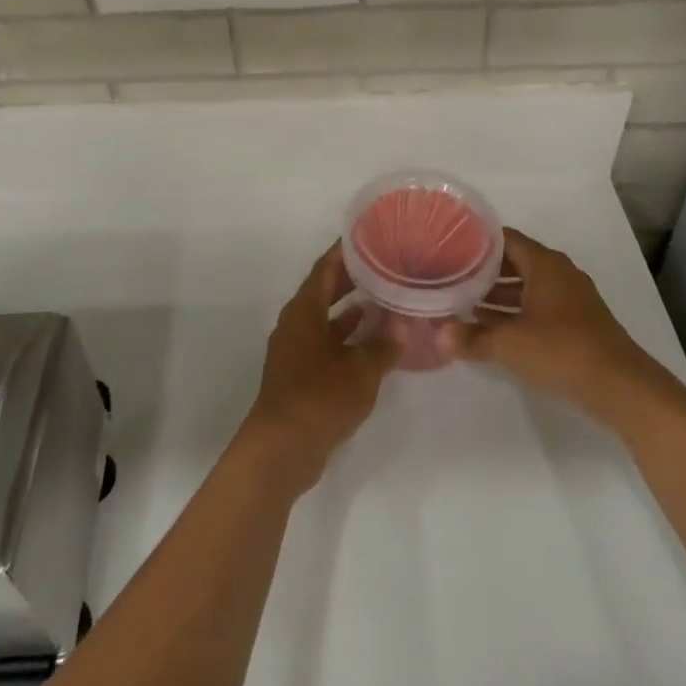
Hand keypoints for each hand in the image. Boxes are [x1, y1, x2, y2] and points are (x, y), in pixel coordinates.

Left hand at [241, 243, 396, 492]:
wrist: (282, 449)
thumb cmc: (320, 398)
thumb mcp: (361, 370)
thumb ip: (383, 345)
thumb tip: (403, 324)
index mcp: (304, 310)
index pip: (325, 267)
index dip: (345, 251)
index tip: (369, 236)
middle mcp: (296, 323)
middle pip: (324, 290)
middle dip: (352, 277)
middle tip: (384, 264)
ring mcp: (296, 349)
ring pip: (326, 317)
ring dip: (351, 309)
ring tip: (385, 298)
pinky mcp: (300, 373)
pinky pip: (326, 341)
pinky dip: (347, 336)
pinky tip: (372, 341)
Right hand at [444, 228, 685, 420]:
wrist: (622, 387)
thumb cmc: (562, 350)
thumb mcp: (509, 344)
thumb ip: (471, 338)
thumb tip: (437, 335)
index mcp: (543, 263)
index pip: (503, 238)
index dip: (475, 240)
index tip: (448, 245)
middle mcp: (558, 272)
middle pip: (514, 261)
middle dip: (483, 269)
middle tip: (450, 274)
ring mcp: (571, 297)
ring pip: (526, 285)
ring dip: (498, 294)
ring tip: (464, 302)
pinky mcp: (577, 322)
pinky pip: (538, 305)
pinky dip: (516, 311)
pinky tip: (493, 327)